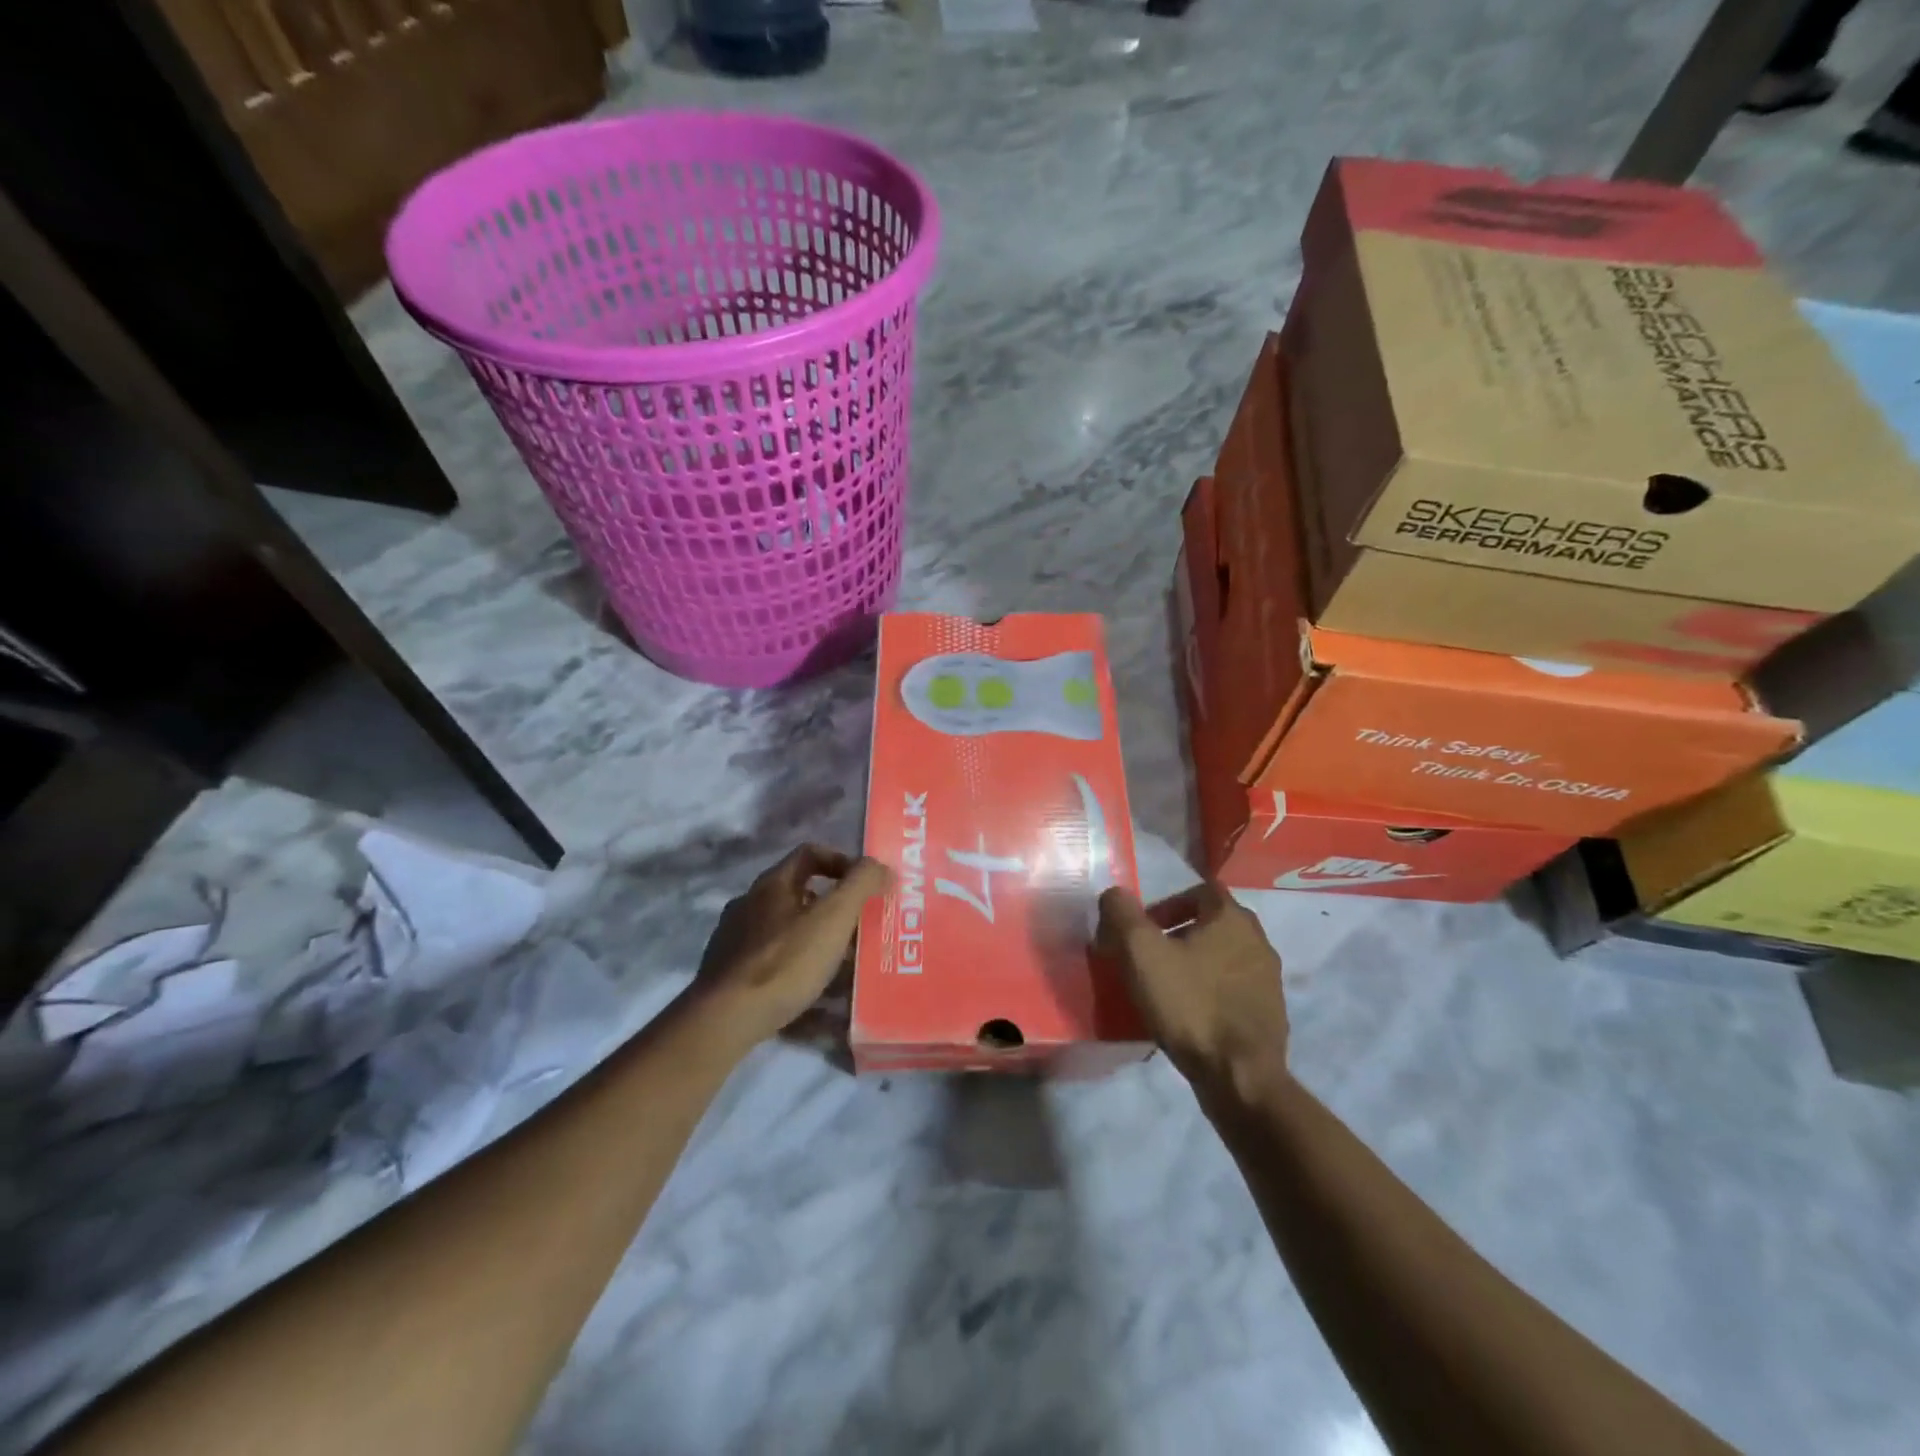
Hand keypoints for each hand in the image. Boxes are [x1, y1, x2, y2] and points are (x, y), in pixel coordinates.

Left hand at [691, 845, 889, 1052]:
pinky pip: (772, 960)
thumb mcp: (833, 918)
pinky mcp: (728, 974)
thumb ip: (861, 885)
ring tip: (842, 966)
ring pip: (785, 929)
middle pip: (799, 893)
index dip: (842, 862)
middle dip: (833, 908)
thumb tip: (881, 867)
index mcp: (771, 884)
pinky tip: (811, 993)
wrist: (724, 1019)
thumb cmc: (784, 961)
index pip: (810, 854)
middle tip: (860, 929)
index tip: (865, 886)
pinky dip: (796, 967)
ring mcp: (733, 939)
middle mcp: (748, 903)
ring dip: (815, 939)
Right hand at [1096, 881, 1289, 1098]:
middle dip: (1180, 933)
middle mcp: (1258, 940)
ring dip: (1197, 963)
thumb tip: (1114, 895)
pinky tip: (1191, 1015)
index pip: (1201, 890)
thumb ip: (1122, 914)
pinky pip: (1235, 988)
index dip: (1168, 903)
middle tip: (1152, 956)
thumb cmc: (1190, 1005)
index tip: (1145, 929)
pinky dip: (1212, 992)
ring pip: (1225, 956)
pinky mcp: (1271, 1013)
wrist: (1240, 1077)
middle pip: (1213, 923)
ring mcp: (1269, 979)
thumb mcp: (1141, 953)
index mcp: (1232, 918)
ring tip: (1168, 988)